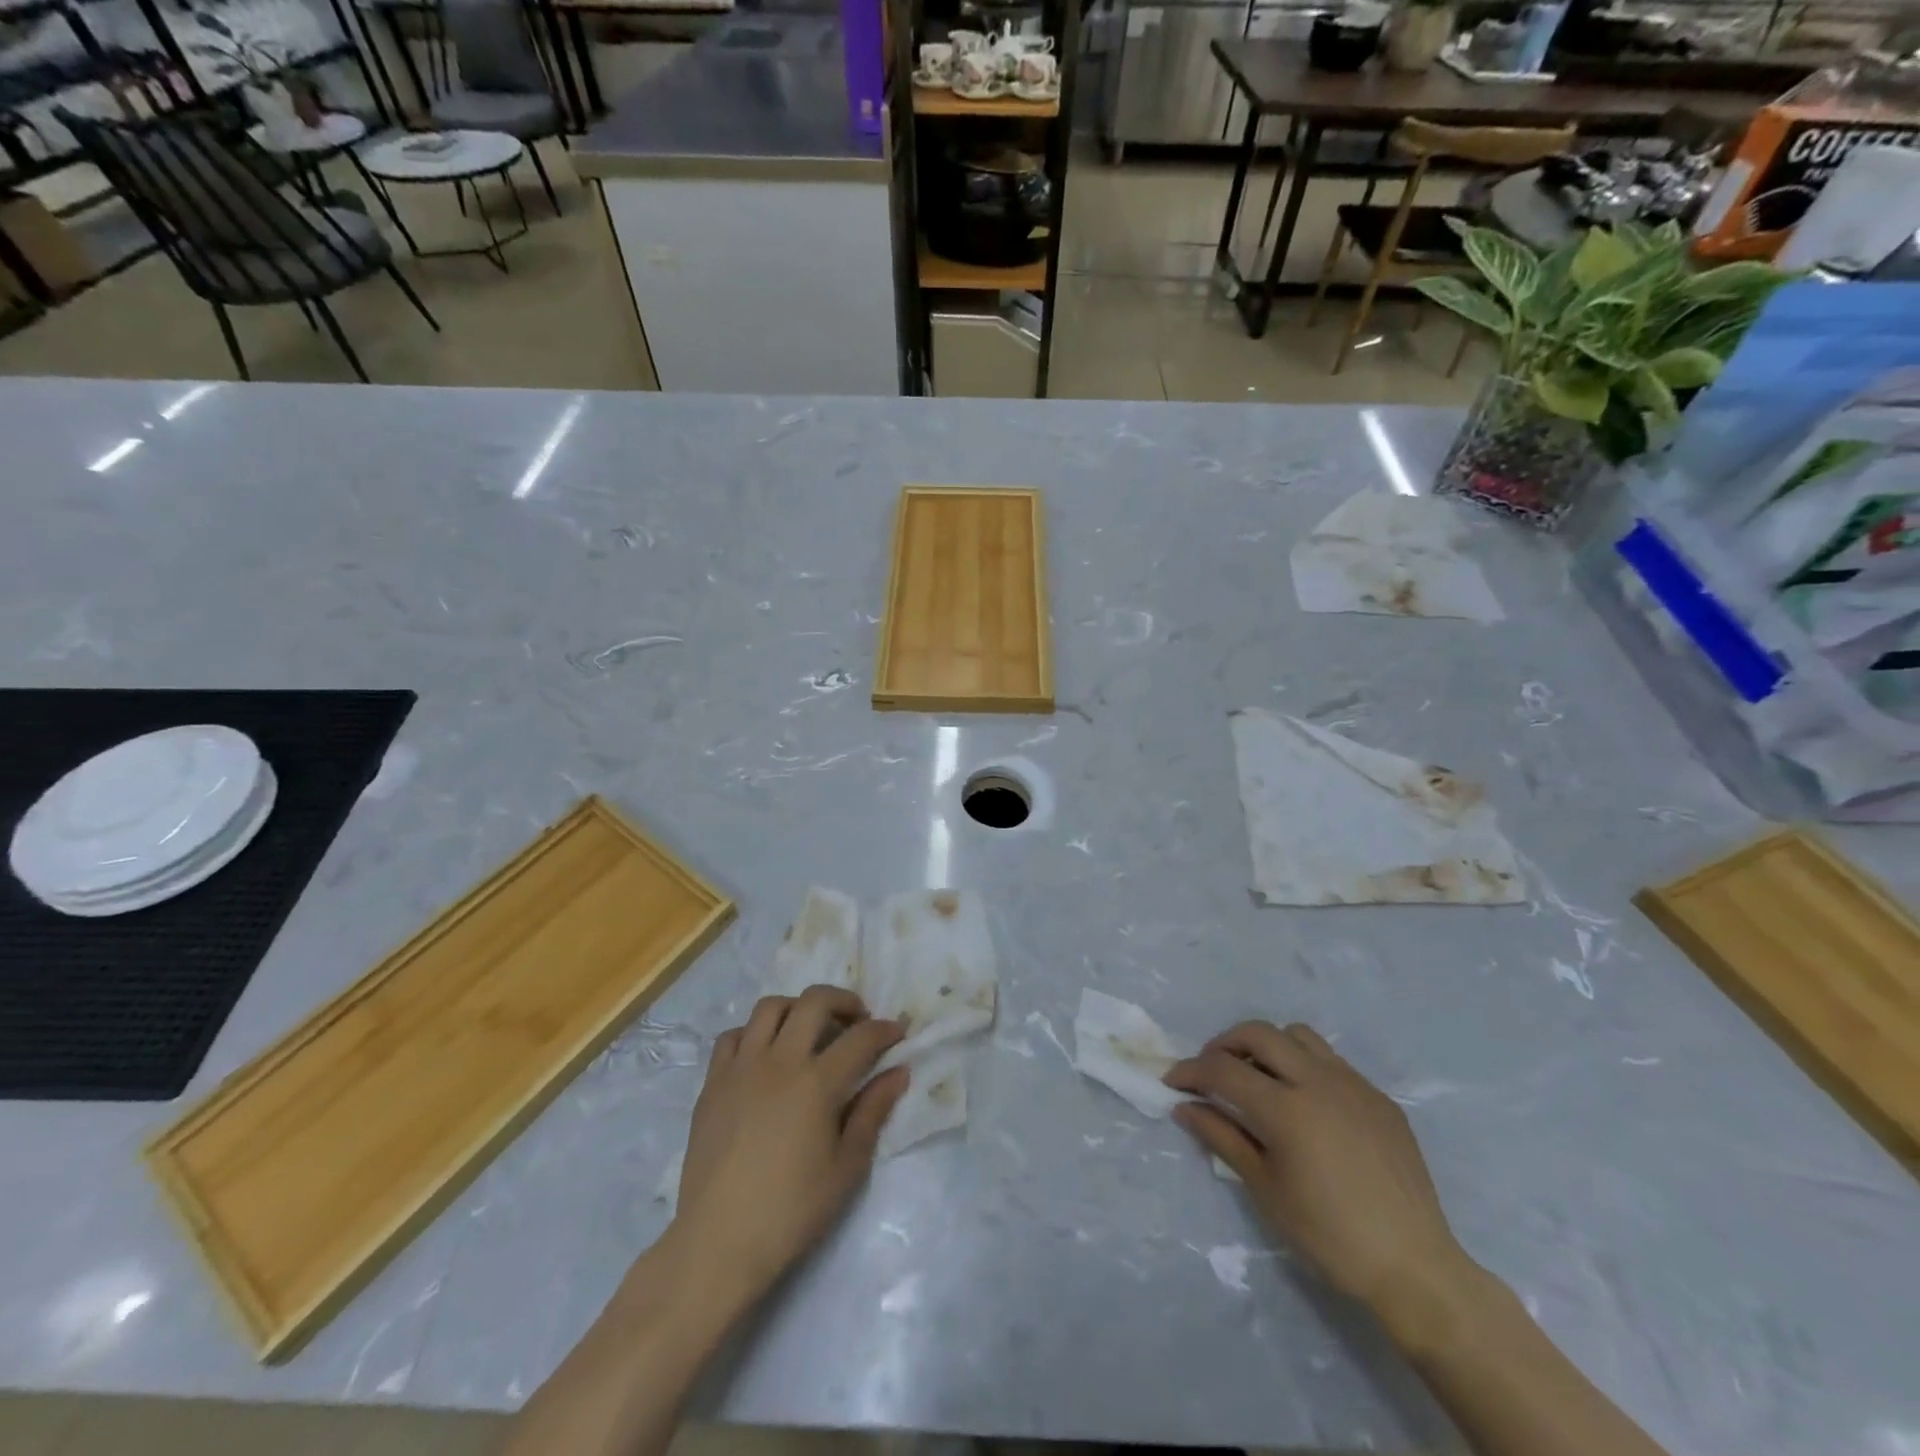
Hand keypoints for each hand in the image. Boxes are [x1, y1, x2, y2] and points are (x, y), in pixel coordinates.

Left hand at [671, 987, 907, 1296]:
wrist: (719, 1243)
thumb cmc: (791, 1210)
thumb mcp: (846, 1167)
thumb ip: (873, 1111)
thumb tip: (898, 1072)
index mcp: (817, 1082)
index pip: (861, 1037)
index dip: (885, 1030)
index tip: (898, 1033)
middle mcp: (779, 1061)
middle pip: (814, 1001)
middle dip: (844, 1001)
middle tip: (857, 1021)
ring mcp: (741, 1067)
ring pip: (770, 1007)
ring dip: (798, 1009)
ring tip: (810, 1031)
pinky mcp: (712, 1082)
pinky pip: (734, 1036)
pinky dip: (755, 1033)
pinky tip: (765, 1056)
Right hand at [1167, 1021, 1477, 1334]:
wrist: (1414, 1268)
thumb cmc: (1329, 1236)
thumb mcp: (1265, 1189)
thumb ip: (1222, 1137)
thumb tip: (1184, 1107)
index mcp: (1287, 1109)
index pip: (1223, 1070)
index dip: (1191, 1071)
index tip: (1173, 1082)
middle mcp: (1319, 1082)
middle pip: (1258, 1033)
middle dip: (1224, 1044)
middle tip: (1211, 1070)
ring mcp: (1354, 1085)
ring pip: (1297, 1036)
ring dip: (1267, 1046)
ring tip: (1258, 1077)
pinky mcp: (1379, 1098)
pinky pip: (1332, 1062)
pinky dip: (1305, 1067)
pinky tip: (1305, 1104)